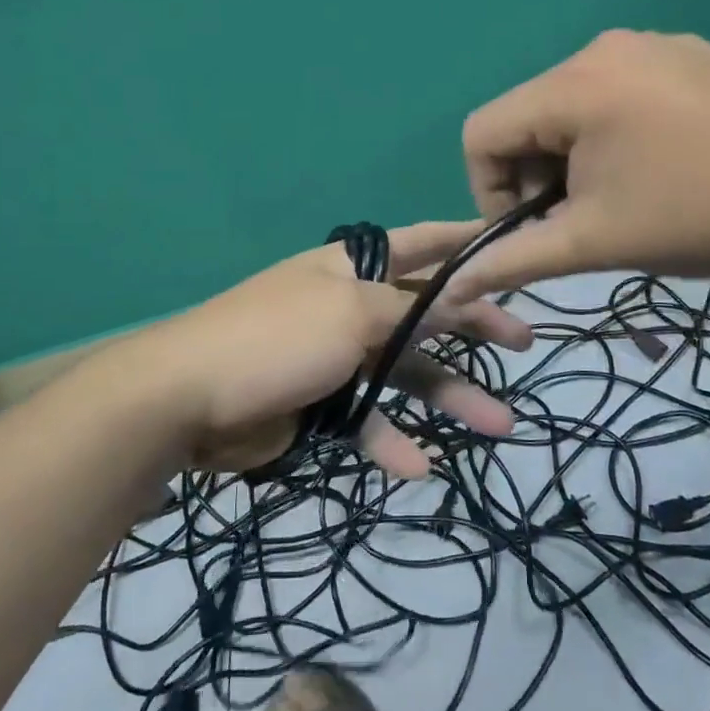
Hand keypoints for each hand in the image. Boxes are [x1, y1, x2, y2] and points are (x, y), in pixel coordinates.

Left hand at [144, 221, 533, 477]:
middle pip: (425, 313)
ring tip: (500, 425)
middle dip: (474, 327)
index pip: (419, 244)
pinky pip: (368, 421)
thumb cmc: (277, 337)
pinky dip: (391, 441)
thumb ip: (410, 309)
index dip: (463, 242)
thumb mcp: (350, 312)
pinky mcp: (322, 404)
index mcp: (351, 268)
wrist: (186, 400)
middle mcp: (348, 306)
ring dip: (450, 397)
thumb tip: (461, 295)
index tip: (509, 244)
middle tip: (524, 343)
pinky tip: (417, 467)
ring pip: (406, 373)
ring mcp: (336, 357)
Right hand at [449, 29, 709, 299]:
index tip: (534, 230)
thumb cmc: (698, 217)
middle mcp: (603, 48)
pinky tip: (661, 165)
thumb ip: (514, 260)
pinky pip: (620, 91)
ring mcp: (651, 44)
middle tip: (583, 220)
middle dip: (537, 175)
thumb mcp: (595, 242)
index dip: (489, 190)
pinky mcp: (687, 54)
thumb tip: (453, 287)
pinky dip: (614, 132)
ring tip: (623, 195)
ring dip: (574, 157)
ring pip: (572, 106)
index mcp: (574, 85)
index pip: (483, 132)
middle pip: (528, 116)